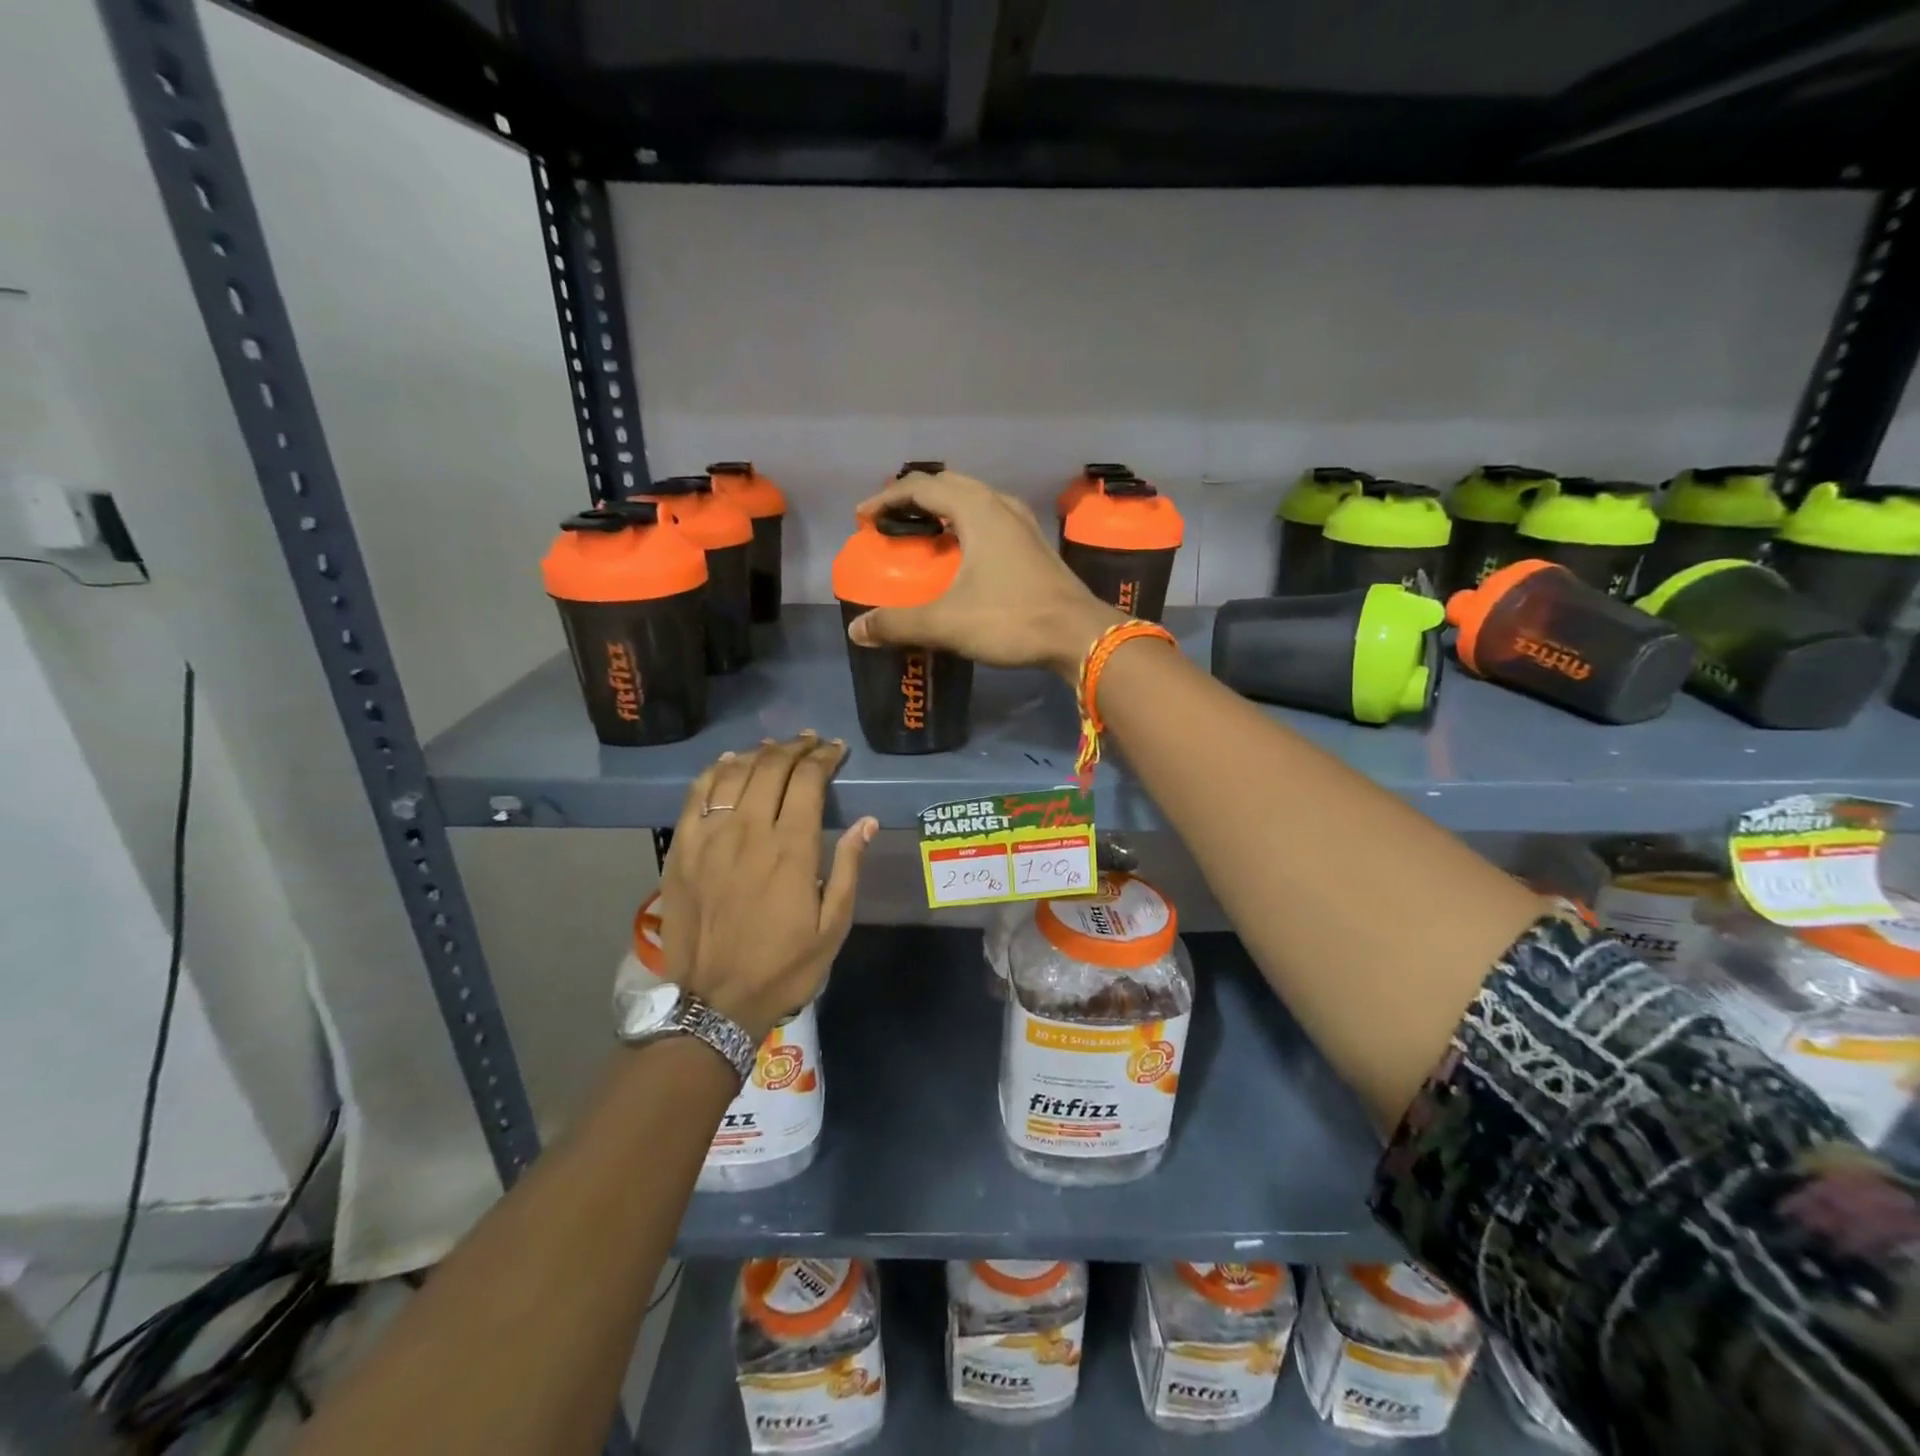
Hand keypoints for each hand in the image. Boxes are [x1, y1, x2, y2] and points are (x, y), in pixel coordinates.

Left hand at [657, 734, 877, 1042]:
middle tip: (811, 743)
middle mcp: (748, 831)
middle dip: (795, 747)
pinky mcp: (681, 849)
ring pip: (734, 773)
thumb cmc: (783, 967)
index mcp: (791, 849)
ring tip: (776, 748)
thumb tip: (867, 822)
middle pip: (771, 767)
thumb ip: (848, 868)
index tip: (835, 750)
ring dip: (759, 753)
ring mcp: (709, 837)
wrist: (713, 1003)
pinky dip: (715, 771)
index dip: (823, 757)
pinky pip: (697, 794)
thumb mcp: (833, 927)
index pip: (807, 780)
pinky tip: (729, 764)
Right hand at [846, 471, 1124, 678]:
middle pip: (950, 485)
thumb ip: (898, 623)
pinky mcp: (1034, 546)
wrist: (1079, 635)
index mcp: (977, 510)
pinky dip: (967, 526)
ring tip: (923, 534)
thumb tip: (856, 630)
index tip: (864, 518)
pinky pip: (991, 520)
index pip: (922, 487)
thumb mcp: (947, 622)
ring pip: (975, 500)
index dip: (887, 498)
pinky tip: (963, 556)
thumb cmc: (1012, 619)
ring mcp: (1023, 524)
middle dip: (915, 498)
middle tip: (892, 521)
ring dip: (944, 510)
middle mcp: (1001, 506)